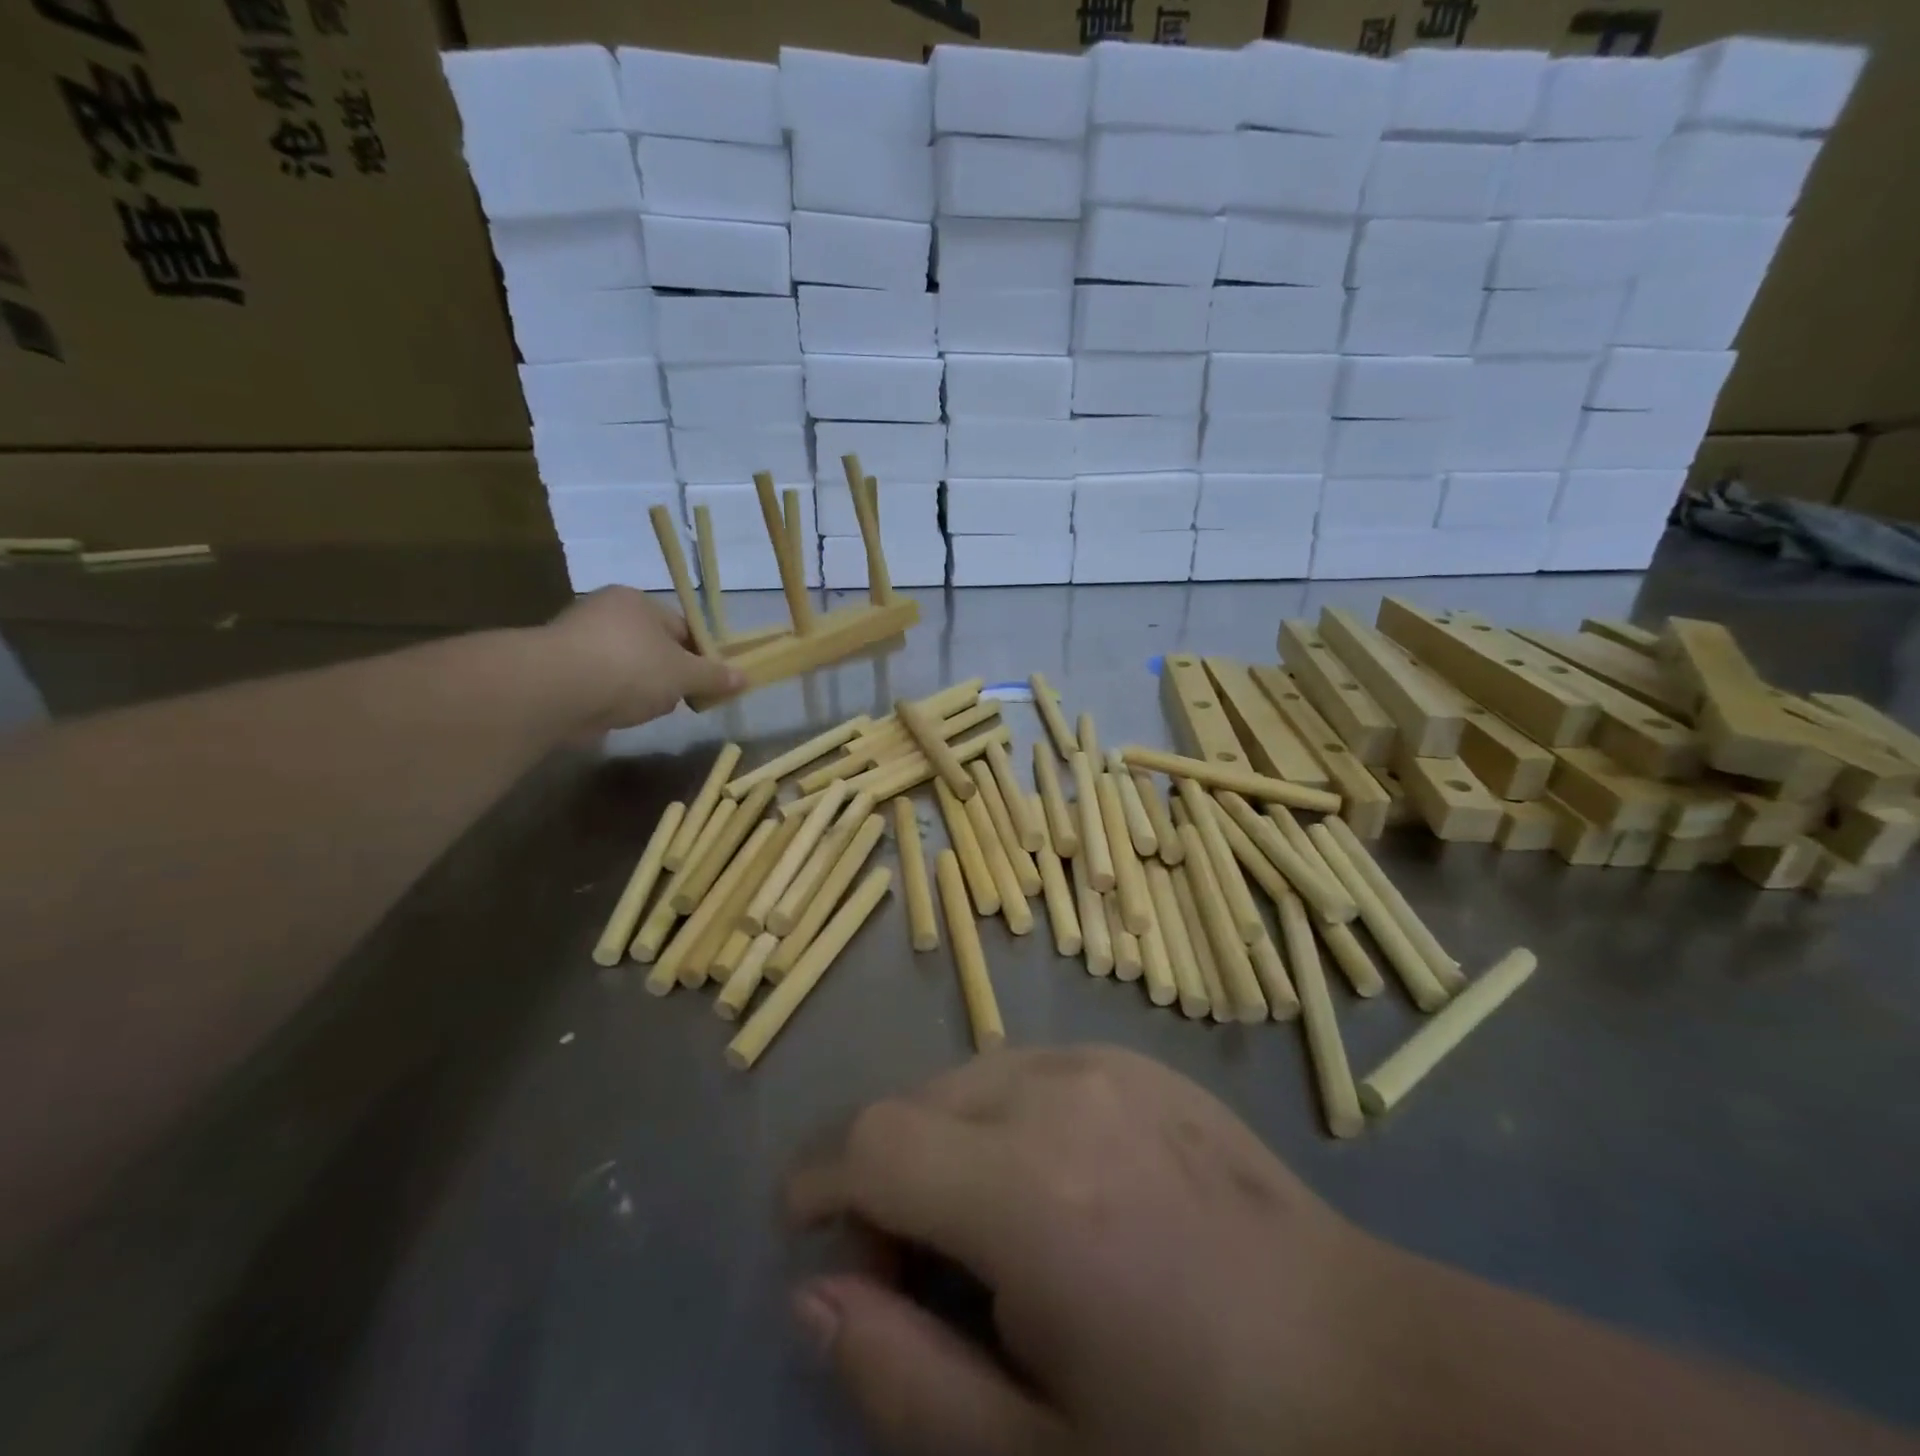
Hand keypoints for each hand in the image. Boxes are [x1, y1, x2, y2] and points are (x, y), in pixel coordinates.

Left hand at [541, 587, 744, 732]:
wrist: (556, 690)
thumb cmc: (630, 669)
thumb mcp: (684, 674)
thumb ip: (714, 676)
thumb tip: (745, 678)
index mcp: (638, 601)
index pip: (682, 627)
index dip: (700, 656)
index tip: (707, 683)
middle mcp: (606, 611)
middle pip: (654, 647)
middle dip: (668, 675)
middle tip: (679, 699)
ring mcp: (577, 638)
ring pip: (627, 667)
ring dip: (639, 689)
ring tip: (643, 710)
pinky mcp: (558, 667)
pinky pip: (600, 682)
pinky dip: (611, 697)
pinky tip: (616, 713)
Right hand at [787, 1047, 1406, 1455]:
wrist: (1365, 1362)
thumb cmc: (1205, 1435)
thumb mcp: (1038, 1455)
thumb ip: (904, 1375)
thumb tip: (812, 1296)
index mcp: (1030, 1189)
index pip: (875, 1141)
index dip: (822, 1182)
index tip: (808, 1234)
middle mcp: (1058, 1092)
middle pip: (915, 1099)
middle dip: (881, 1171)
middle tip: (909, 1266)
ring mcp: (1103, 1062)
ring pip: (967, 1076)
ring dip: (940, 1139)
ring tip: (980, 1227)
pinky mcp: (1135, 1058)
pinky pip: (1027, 1067)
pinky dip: (997, 1114)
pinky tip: (1046, 1183)